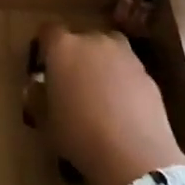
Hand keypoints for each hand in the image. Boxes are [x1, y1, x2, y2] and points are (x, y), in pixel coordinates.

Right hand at [35, 24, 184, 184]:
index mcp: (63, 48)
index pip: (48, 31)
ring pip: (107, 51)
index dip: (45, 46)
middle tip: (71, 83)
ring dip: (101, 64)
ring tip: (99, 94)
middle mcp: (94, 41)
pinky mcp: (147, 73)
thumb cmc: (78, 135)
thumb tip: (37, 87)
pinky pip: (127, 69)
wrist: (133, 154)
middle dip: (75, 55)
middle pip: (80, 39)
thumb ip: (38, 97)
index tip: (43, 65)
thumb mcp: (46, 121)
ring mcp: (124, 55)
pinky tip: (121, 107)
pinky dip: (122, 80)